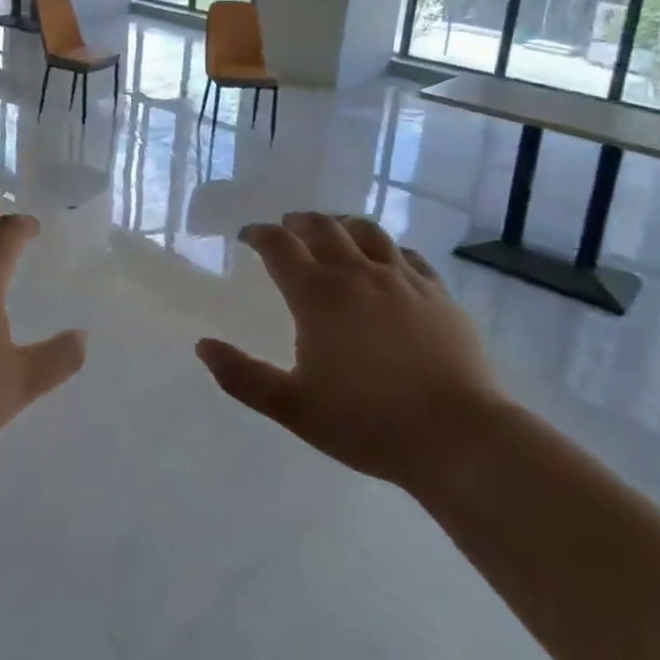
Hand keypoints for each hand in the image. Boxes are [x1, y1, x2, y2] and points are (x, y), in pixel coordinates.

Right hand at [197, 212, 499, 486]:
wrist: (457, 437)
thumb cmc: (367, 423)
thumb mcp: (293, 408)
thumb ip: (243, 376)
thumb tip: (202, 346)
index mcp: (318, 296)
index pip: (279, 246)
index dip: (259, 234)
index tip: (248, 236)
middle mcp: (357, 274)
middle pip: (322, 227)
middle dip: (298, 222)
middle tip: (287, 228)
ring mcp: (402, 278)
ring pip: (366, 231)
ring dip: (341, 224)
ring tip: (332, 231)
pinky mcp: (437, 292)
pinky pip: (407, 254)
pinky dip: (386, 249)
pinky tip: (386, 261)